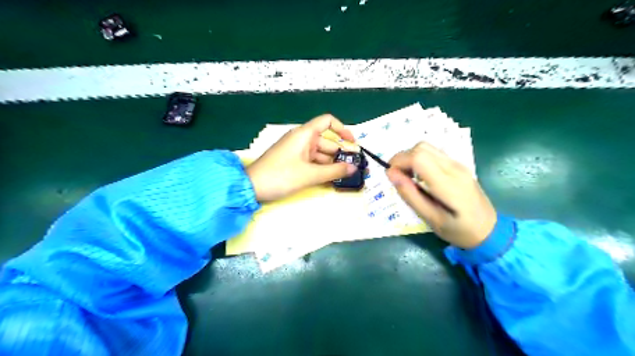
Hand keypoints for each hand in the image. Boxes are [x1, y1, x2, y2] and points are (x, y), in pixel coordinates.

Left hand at [246, 114, 355, 201]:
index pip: (327, 121)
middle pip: (327, 141)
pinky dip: (321, 168)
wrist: (252, 187)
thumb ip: (334, 171)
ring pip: (320, 153)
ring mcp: (297, 151)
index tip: (353, 142)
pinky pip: (312, 161)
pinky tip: (331, 178)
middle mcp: (302, 139)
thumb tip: (354, 168)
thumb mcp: (310, 174)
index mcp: (305, 134)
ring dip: (332, 163)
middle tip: (354, 167)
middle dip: (340, 153)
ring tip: (345, 176)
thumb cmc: (281, 176)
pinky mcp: (293, 161)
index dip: (342, 129)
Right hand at [385, 142, 498, 250]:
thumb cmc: (459, 231)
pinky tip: (420, 176)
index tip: (390, 175)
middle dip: (403, 158)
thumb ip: (410, 195)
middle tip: (397, 177)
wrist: (490, 231)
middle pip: (421, 147)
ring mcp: (458, 164)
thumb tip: (390, 173)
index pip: (419, 157)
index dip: (399, 161)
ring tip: (407, 177)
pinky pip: (434, 153)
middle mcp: (454, 168)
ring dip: (411, 157)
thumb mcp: (431, 219)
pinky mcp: (458, 165)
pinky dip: (420, 159)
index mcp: (448, 183)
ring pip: (427, 147)